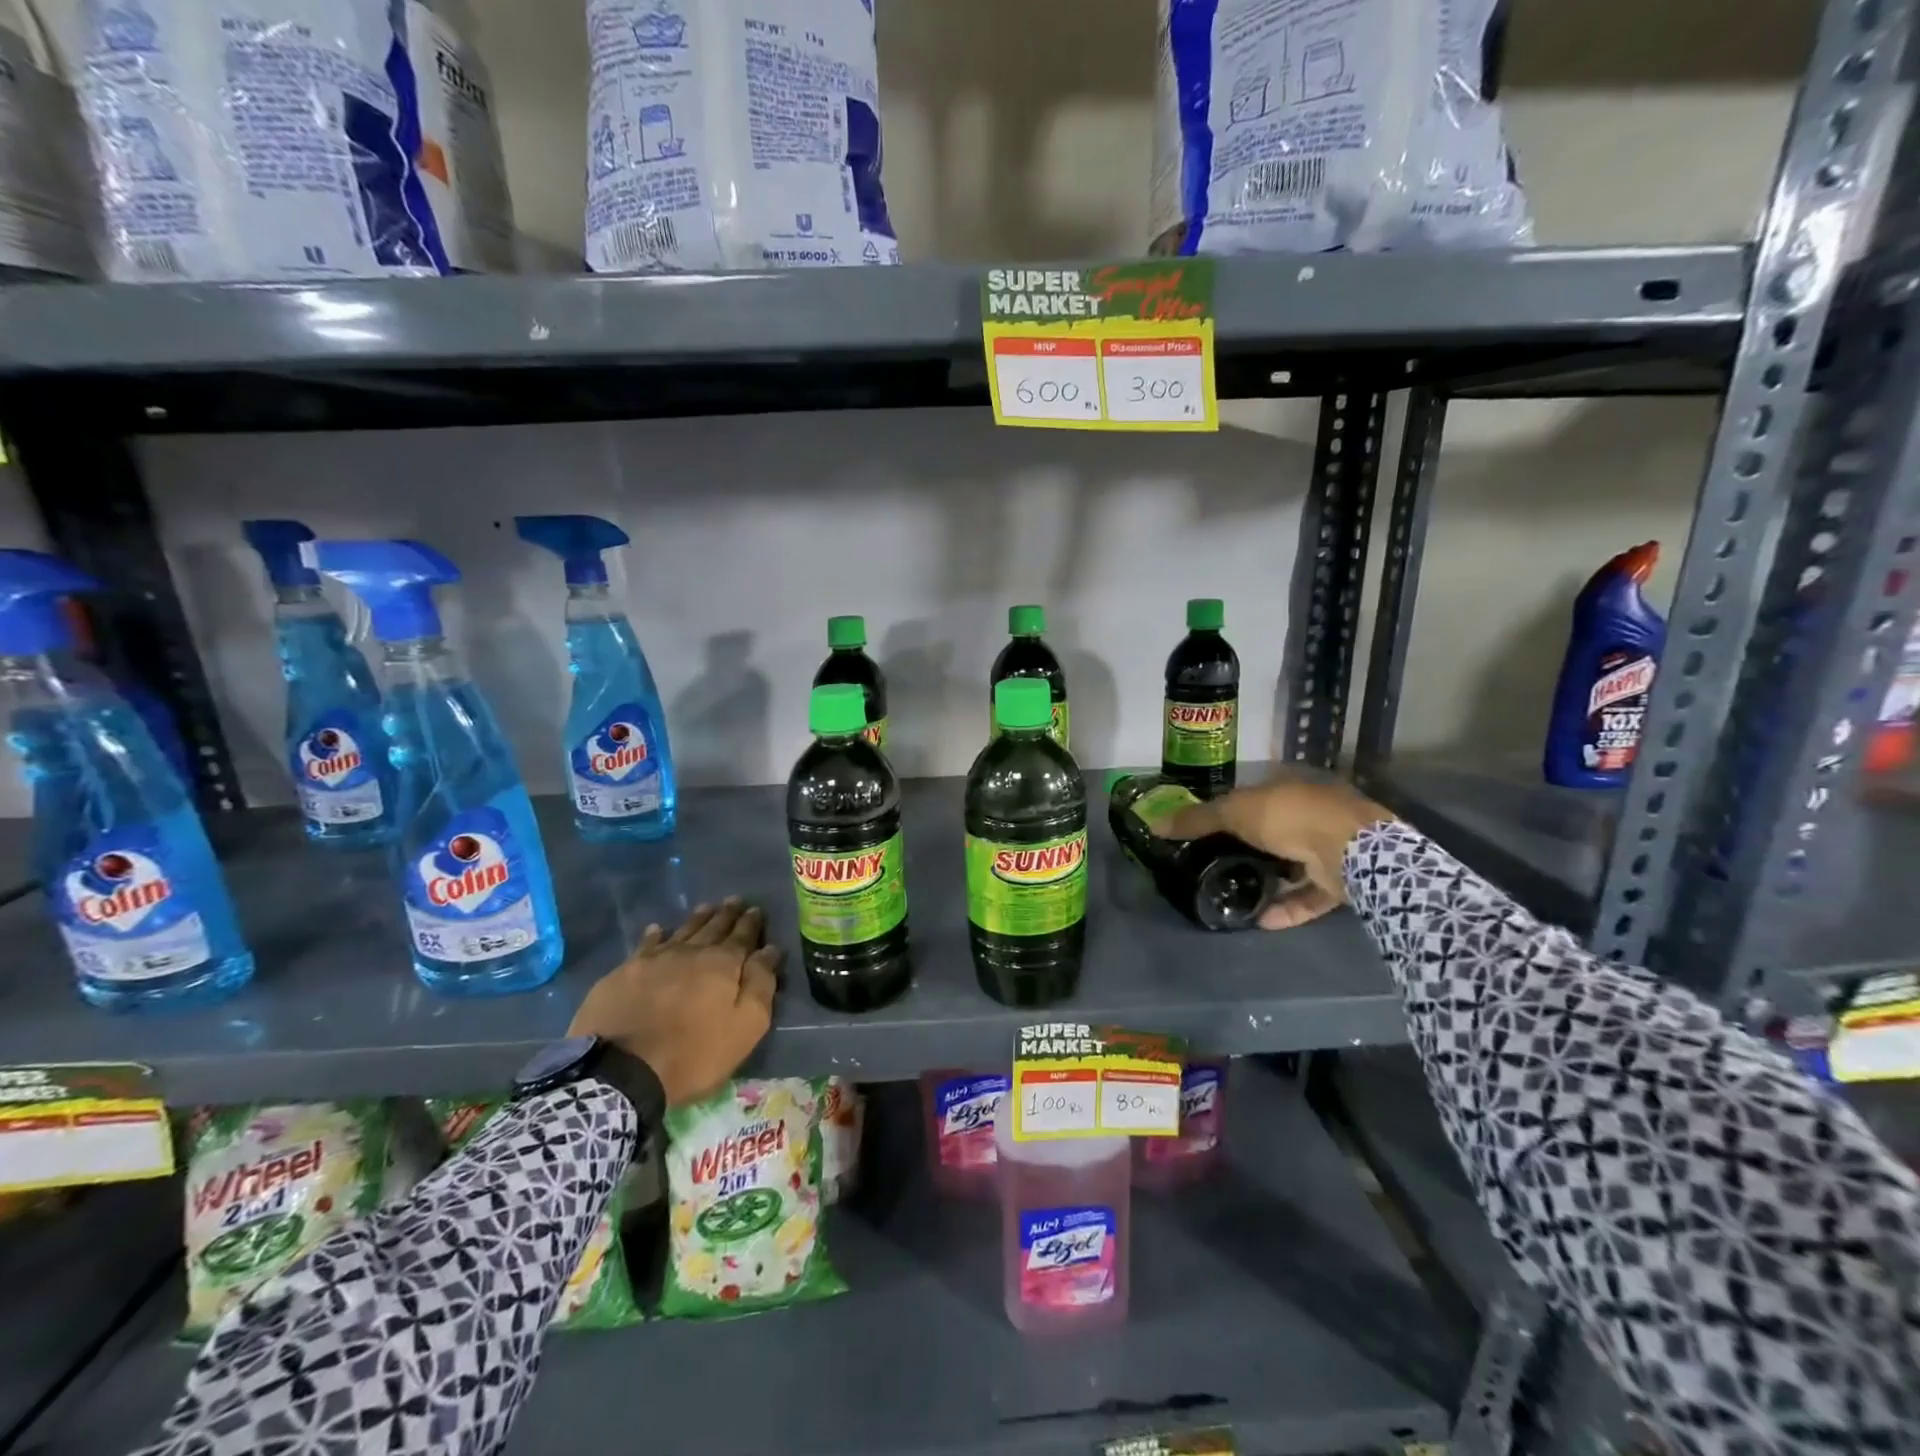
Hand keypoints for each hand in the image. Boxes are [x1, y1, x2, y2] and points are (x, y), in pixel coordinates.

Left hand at [569, 899, 780, 1105]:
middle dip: (727, 914)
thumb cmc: (694, 1053)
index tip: (756, 909)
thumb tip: (770, 950)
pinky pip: (646, 945)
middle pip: (713, 927)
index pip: (742, 936)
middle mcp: (691, 952)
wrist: (622, 1070)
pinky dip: (655, 935)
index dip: (751, 923)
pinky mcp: (625, 972)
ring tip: (707, 906)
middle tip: (734, 900)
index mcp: (723, 964)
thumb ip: (760, 984)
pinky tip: (658, 929)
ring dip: (697, 918)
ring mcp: (655, 959)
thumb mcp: (745, 1026)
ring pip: (683, 930)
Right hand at [1154, 773, 1392, 927]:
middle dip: (1249, 847)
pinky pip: (1309, 894)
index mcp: (1290, 785)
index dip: (1231, 809)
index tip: (1207, 829)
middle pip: (1275, 830)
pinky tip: (1261, 920)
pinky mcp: (1341, 880)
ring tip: (1237, 895)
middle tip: (1216, 864)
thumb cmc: (1289, 816)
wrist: (1349, 850)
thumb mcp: (1234, 811)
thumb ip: (1197, 819)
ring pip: (1294, 864)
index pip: (1255, 794)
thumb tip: (1153, 824)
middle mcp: (1312, 812)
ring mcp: (1331, 846)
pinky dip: (1287, 907)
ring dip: (1269, 880)